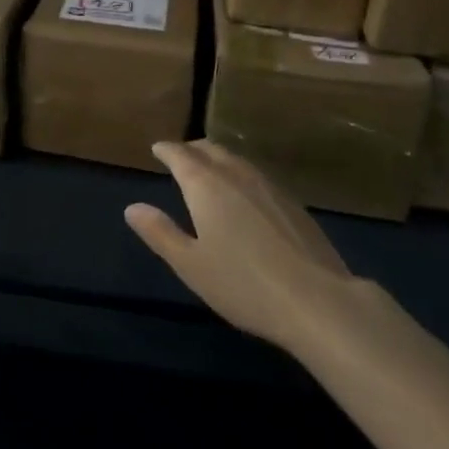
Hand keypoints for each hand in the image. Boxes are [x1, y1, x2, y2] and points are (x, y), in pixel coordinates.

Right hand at [126, 140, 356, 352]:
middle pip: (209, 149)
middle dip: (191, 149)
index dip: (166, 150)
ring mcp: (267, 184)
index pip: (180, 155)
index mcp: (205, 184)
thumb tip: (132, 207)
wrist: (316, 299)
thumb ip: (160, 233)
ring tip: (209, 170)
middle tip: (181, 156)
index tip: (157, 148)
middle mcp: (235, 173)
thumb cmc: (243, 284)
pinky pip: (256, 174)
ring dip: (217, 158)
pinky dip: (240, 173)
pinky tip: (245, 194)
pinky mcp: (291, 201)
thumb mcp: (191, 265)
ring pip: (235, 159)